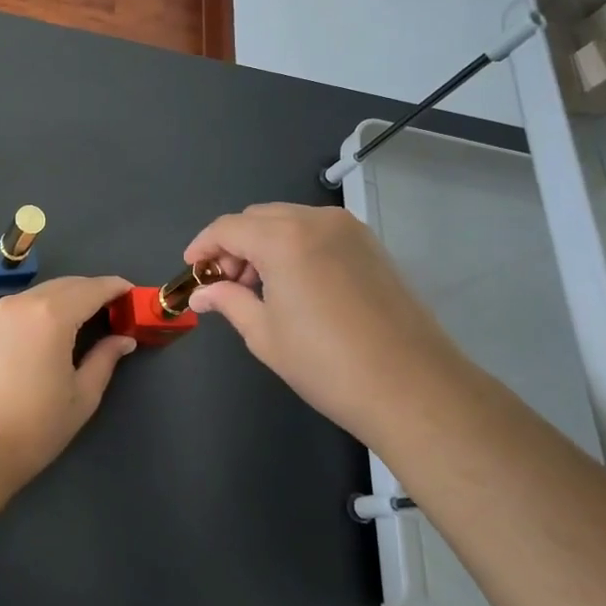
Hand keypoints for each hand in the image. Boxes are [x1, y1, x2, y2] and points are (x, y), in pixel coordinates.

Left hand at [0, 275, 136, 481]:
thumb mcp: (82, 395)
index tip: (131, 292)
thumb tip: (123, 339)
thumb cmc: (36, 426)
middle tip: (111, 308)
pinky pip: (15, 307)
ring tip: (79, 319)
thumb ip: (105, 359)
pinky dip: (36, 310)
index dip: (114, 287)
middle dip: (90, 291)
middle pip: (64, 285)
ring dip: (62, 299)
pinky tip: (43, 331)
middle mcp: (21, 303)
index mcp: (51, 315)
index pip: (91, 289)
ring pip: (38, 293)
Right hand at [184, 203, 479, 438]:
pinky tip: (294, 284)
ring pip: (289, 221)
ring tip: (258, 287)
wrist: (413, 387)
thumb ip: (229, 302)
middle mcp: (316, 220)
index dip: (203, 245)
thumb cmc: (327, 364)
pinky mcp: (371, 245)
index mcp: (283, 238)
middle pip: (258, 218)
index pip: (228, 227)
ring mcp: (349, 230)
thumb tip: (202, 294)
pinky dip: (294, 246)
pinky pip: (317, 231)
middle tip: (225, 284)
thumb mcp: (265, 334)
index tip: (192, 269)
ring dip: (264, 243)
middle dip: (234, 244)